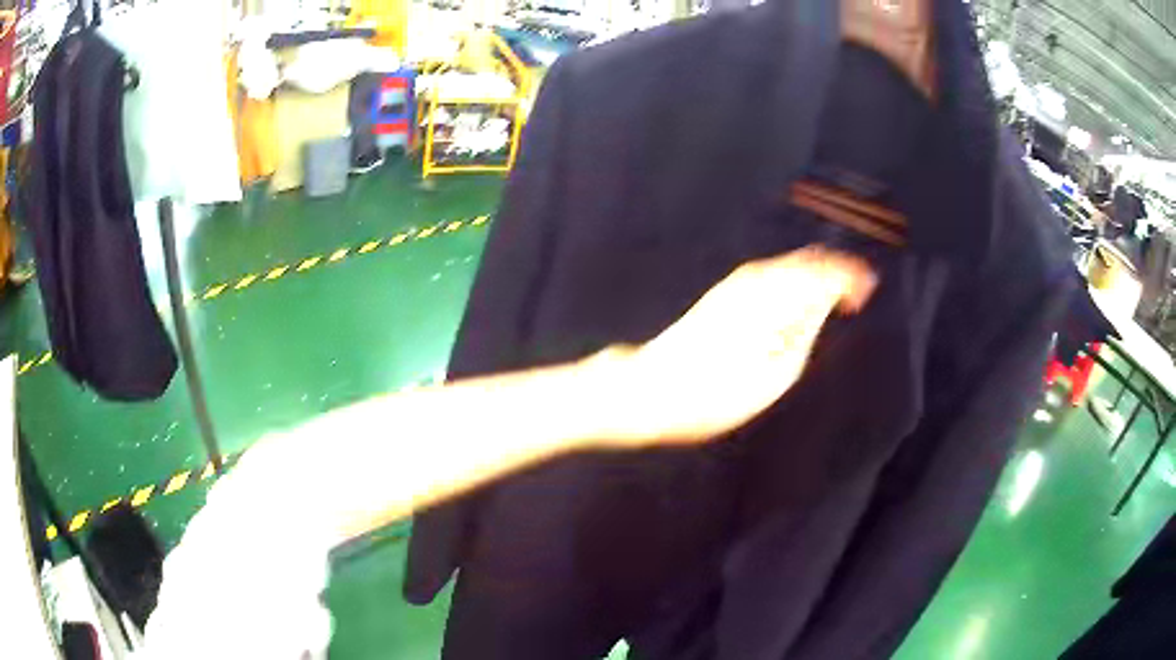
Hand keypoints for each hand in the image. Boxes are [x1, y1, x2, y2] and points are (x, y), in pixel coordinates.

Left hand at [613, 246, 876, 445]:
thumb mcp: (775, 372)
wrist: (649, 390)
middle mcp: (754, 278)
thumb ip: (804, 329)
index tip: (869, 292)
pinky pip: (772, 277)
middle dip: (836, 272)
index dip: (851, 275)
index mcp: (772, 293)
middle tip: (857, 296)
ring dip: (816, 276)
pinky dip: (795, 284)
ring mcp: (735, 284)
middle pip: (806, 259)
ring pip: (789, 266)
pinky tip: (801, 302)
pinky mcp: (723, 295)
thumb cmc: (714, 393)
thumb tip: (824, 302)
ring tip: (838, 299)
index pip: (823, 268)